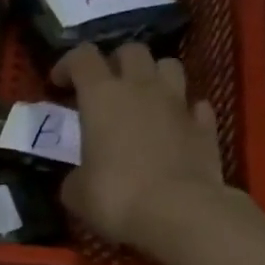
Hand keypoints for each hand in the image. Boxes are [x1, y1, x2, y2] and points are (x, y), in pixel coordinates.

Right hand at [53, 43, 230, 253]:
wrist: (178, 212)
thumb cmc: (116, 197)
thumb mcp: (76, 194)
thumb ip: (74, 177)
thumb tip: (79, 178)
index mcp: (103, 97)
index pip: (83, 58)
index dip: (68, 64)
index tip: (59, 83)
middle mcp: (142, 88)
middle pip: (131, 51)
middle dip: (115, 63)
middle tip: (105, 89)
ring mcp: (178, 104)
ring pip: (169, 66)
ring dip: (154, 77)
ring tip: (144, 100)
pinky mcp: (205, 127)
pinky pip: (195, 106)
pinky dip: (185, 112)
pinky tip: (177, 127)